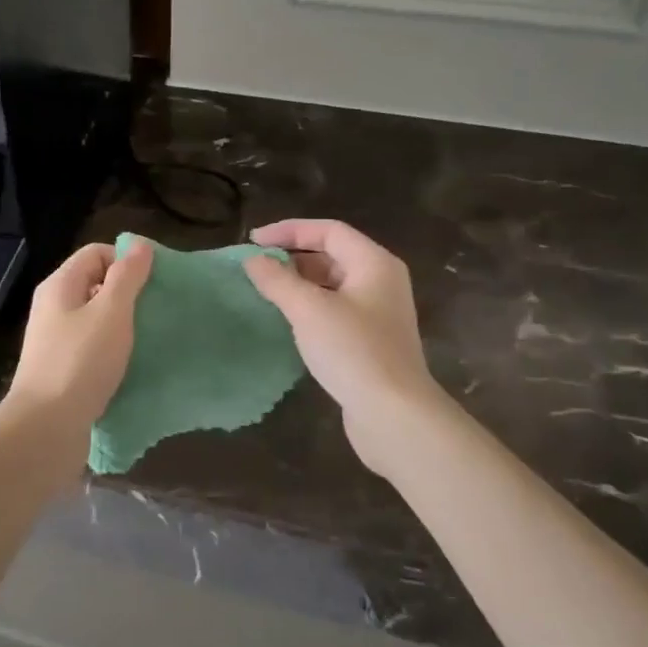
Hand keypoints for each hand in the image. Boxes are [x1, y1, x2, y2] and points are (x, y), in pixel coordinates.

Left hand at [4, 238, 153, 458]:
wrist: (46, 427)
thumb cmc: (81, 362)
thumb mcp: (111, 312)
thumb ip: (127, 277)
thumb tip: (139, 244)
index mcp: (60, 286)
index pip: (96, 253)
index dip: (126, 260)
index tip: (154, 281)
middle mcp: (53, 307)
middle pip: (95, 284)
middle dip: (128, 293)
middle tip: (156, 310)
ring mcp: (55, 340)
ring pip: (95, 318)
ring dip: (122, 324)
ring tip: (149, 337)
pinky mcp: (61, 369)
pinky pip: (92, 347)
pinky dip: (112, 350)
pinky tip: (131, 364)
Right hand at [244, 220, 443, 475]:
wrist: (394, 415)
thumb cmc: (353, 350)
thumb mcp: (308, 309)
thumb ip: (277, 280)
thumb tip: (253, 259)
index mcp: (374, 263)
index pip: (328, 230)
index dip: (289, 230)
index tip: (253, 241)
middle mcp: (381, 282)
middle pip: (332, 255)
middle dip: (293, 257)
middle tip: (257, 267)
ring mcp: (378, 313)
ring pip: (332, 285)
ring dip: (299, 284)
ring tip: (266, 292)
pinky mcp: (371, 342)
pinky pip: (335, 311)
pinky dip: (309, 308)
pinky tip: (288, 322)